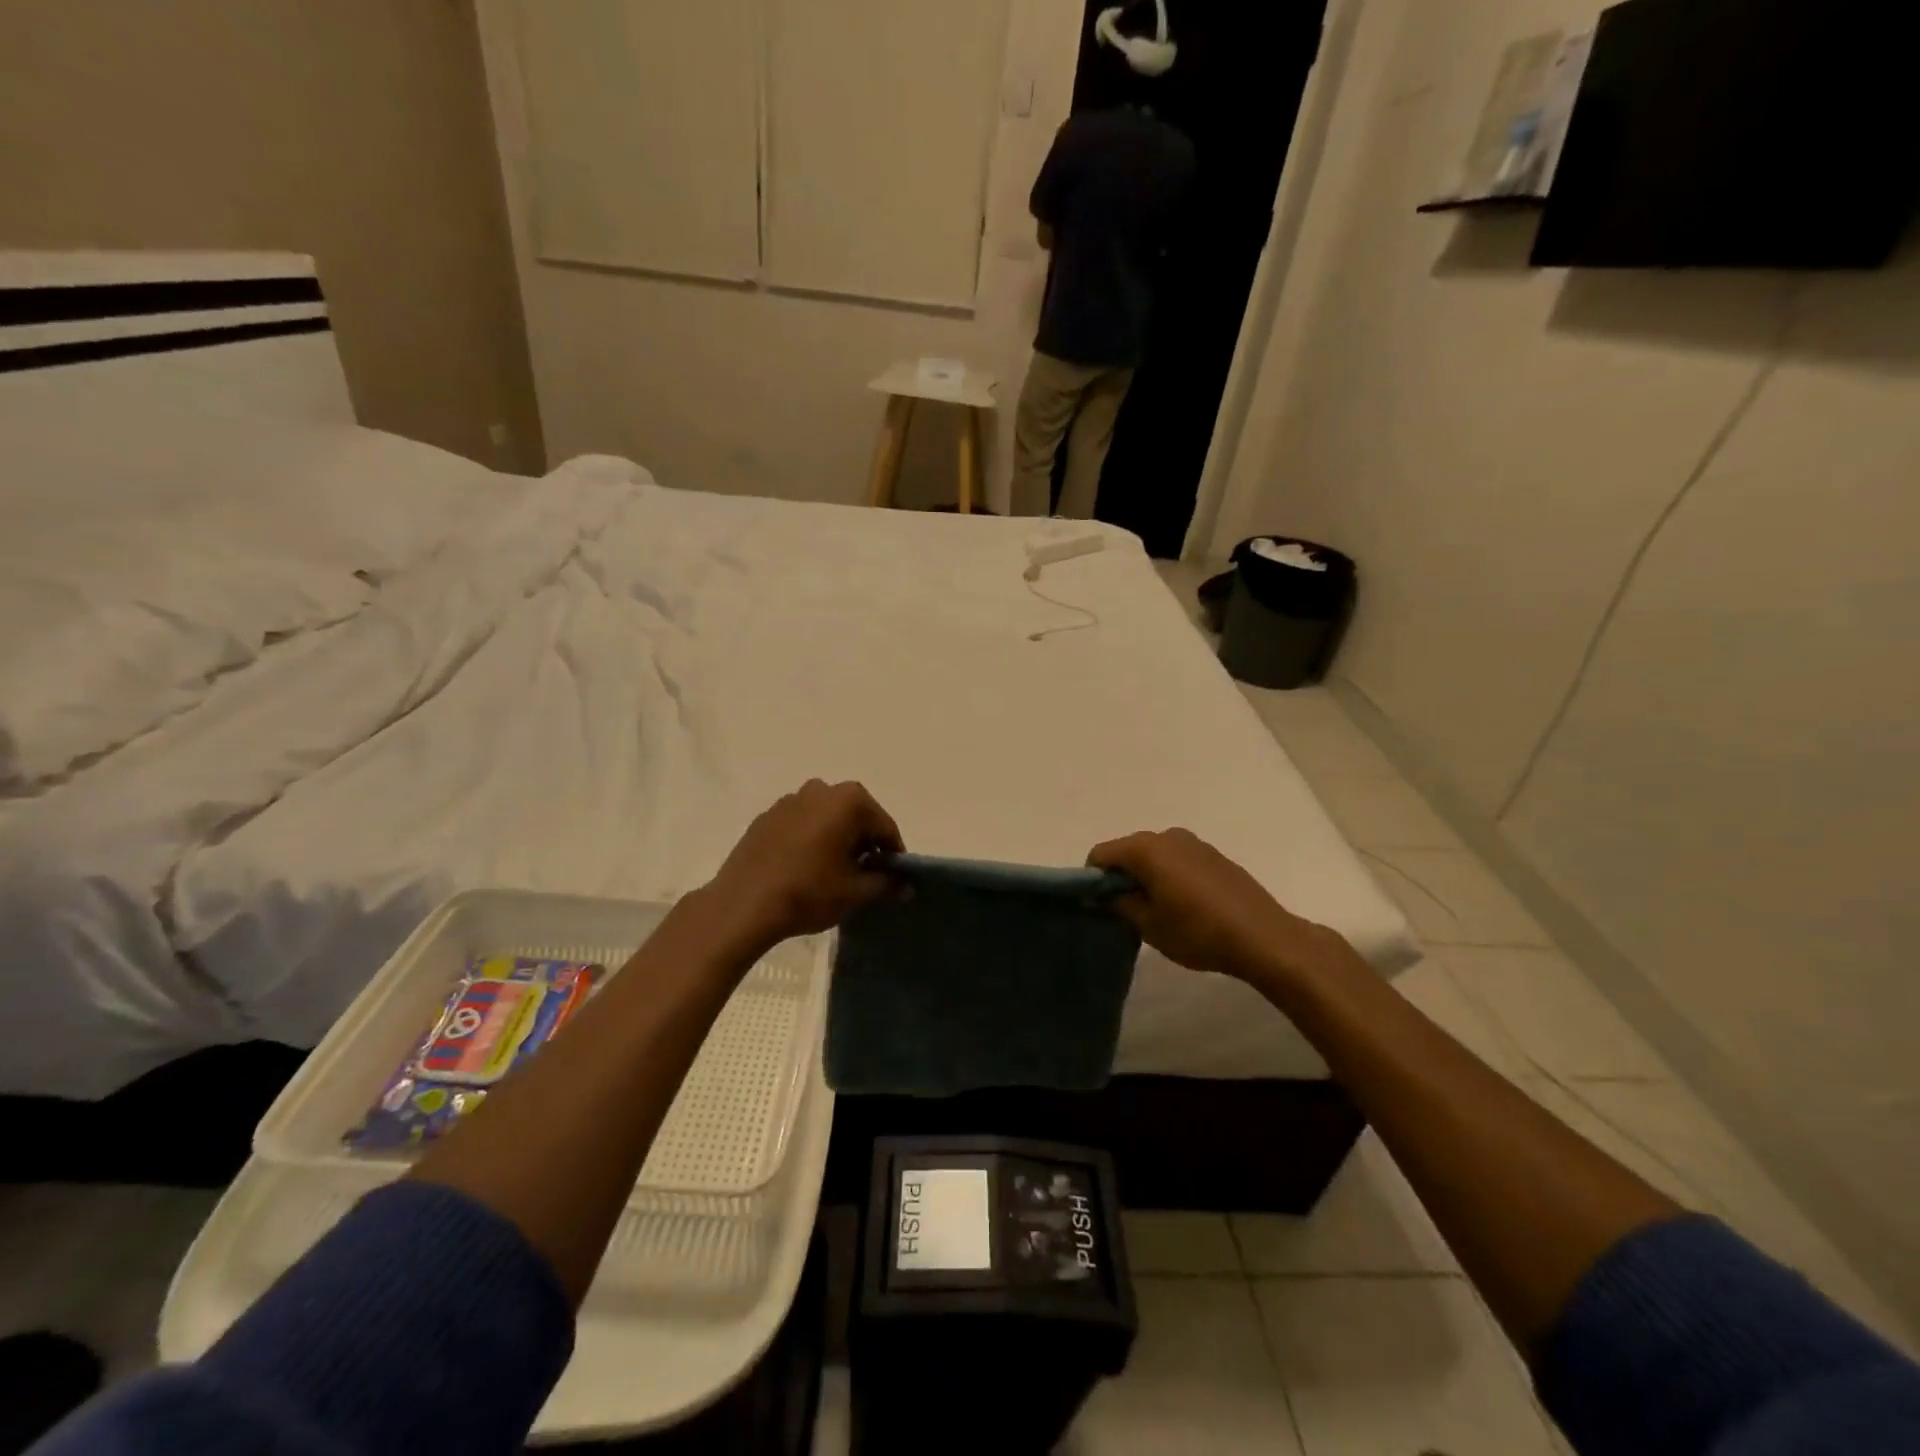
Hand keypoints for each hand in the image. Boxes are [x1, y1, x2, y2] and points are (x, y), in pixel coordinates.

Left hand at [702, 780, 903, 951]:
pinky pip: (801, 824)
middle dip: (864, 843)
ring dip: (836, 839)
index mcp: (849, 800)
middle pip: (856, 817)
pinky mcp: (766, 817)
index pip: (885, 827)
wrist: (742, 905)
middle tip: (864, 876)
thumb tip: (906, 886)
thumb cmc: (808, 892)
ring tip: (833, 873)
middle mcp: (821, 789)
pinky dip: (810, 840)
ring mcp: (790, 800)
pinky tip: (804, 869)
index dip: (893, 855)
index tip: (893, 879)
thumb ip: (887, 884)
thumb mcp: (855, 892)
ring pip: (827, 819)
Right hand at [1088, 828, 1345, 982]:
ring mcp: (1194, 842)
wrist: (1264, 937)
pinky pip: (1178, 860)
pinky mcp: (1215, 855)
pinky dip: (1171, 876)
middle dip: (1122, 877)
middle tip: (1129, 912)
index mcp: (1145, 849)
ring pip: (1155, 855)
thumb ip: (1119, 903)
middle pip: (1128, 851)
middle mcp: (1167, 835)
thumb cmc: (1197, 932)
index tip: (1102, 907)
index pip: (1101, 854)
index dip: (1093, 880)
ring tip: (1160, 911)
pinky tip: (1186, 905)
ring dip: (1148, 876)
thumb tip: (1106, 893)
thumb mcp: (1148, 925)